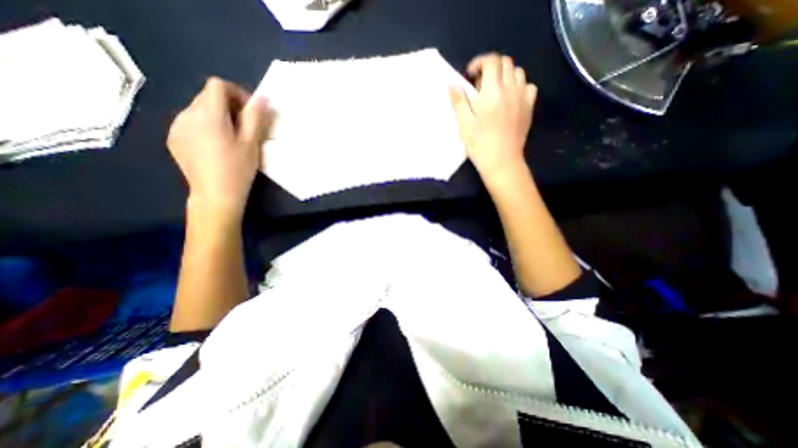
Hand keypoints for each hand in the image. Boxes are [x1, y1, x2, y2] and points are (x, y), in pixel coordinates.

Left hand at [166, 78, 270, 222]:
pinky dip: (206, 127)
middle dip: (229, 106)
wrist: (215, 195)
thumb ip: (255, 116)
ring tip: (232, 139)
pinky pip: (191, 123)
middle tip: (246, 128)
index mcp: (207, 113)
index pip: (218, 85)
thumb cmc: (238, 168)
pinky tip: (216, 147)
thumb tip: (262, 97)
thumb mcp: (252, 142)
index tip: (250, 112)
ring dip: (218, 117)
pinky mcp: (174, 139)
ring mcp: (176, 127)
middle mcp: (186, 114)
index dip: (237, 93)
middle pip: (208, 97)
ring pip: (199, 110)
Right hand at [448, 52, 534, 181]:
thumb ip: (458, 101)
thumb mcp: (464, 124)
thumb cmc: (480, 144)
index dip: (479, 62)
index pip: (491, 61)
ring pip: (518, 72)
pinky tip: (510, 98)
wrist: (502, 161)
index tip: (470, 75)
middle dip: (491, 67)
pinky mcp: (529, 107)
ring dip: (505, 75)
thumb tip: (452, 83)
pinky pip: (528, 86)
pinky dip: (519, 86)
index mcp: (492, 91)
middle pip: (505, 62)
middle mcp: (511, 88)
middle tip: (479, 84)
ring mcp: (523, 97)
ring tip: (494, 90)